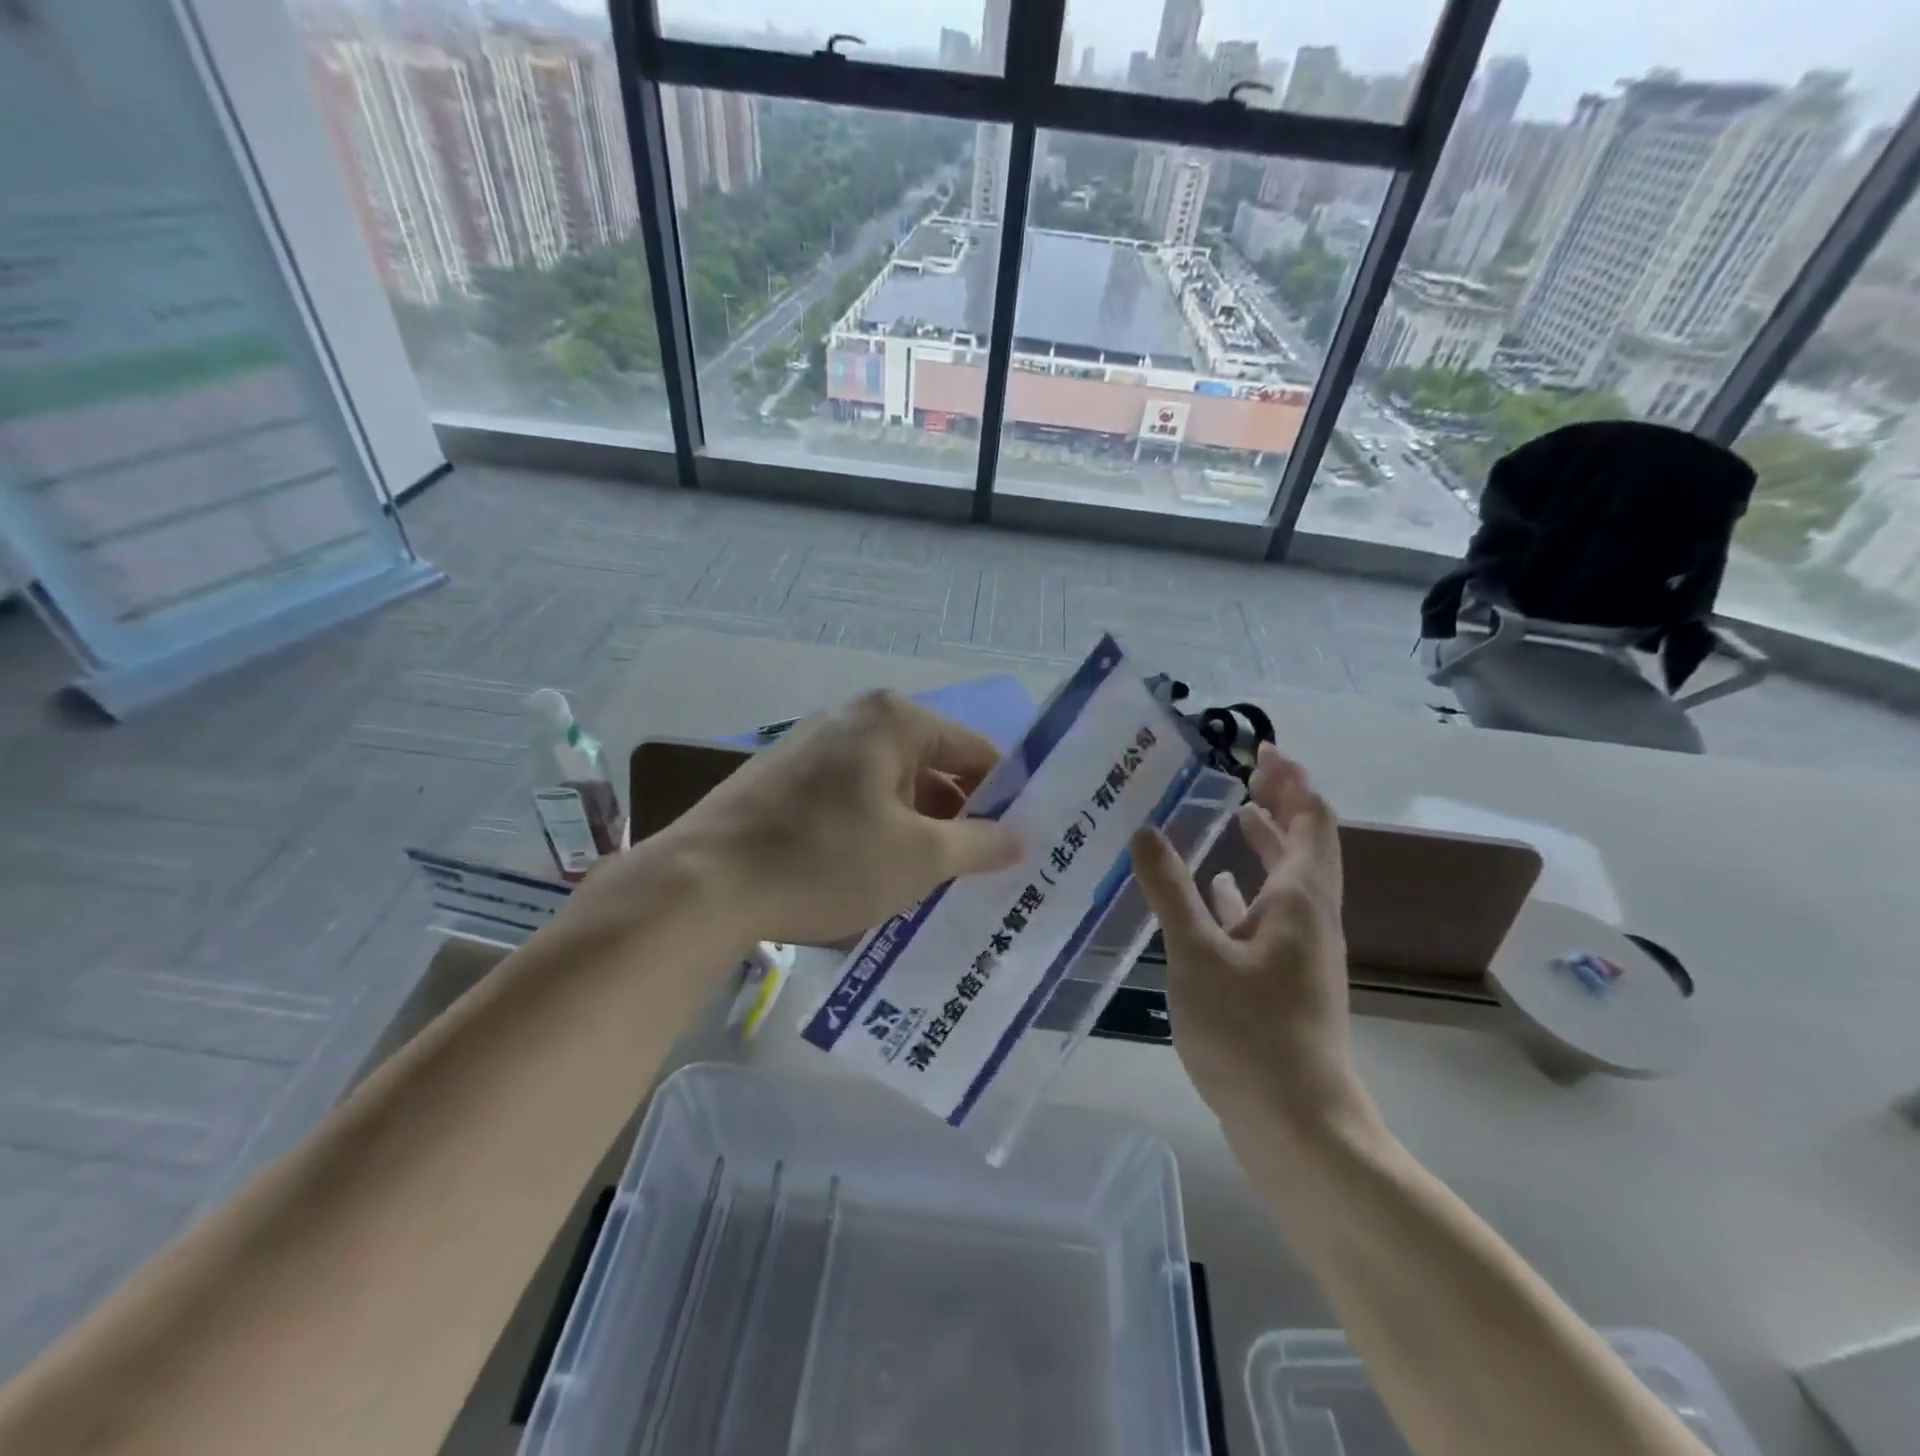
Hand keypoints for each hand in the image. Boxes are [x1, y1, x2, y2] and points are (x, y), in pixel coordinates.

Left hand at [653, 691, 1020, 946]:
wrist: (703, 885)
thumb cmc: (826, 859)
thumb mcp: (918, 858)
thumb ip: (980, 844)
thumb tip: (1019, 838)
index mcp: (893, 720)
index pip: (975, 752)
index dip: (1004, 798)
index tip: (1017, 844)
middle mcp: (853, 720)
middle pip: (931, 768)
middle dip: (957, 820)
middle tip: (979, 872)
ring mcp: (812, 747)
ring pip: (890, 788)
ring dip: (915, 831)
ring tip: (931, 883)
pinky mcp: (783, 779)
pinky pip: (851, 800)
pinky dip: (873, 831)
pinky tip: (873, 876)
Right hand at [1129, 743, 1372, 1138]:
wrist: (1297, 1126)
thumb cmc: (1249, 1033)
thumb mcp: (1196, 954)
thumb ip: (1170, 889)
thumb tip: (1145, 829)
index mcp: (1299, 900)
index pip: (1310, 820)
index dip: (1291, 781)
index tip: (1262, 749)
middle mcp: (1309, 917)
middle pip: (1304, 843)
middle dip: (1280, 802)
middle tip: (1244, 770)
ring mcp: (1299, 951)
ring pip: (1287, 879)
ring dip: (1265, 842)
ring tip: (1231, 814)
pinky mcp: (1284, 979)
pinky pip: (1267, 914)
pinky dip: (1245, 889)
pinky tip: (1215, 890)